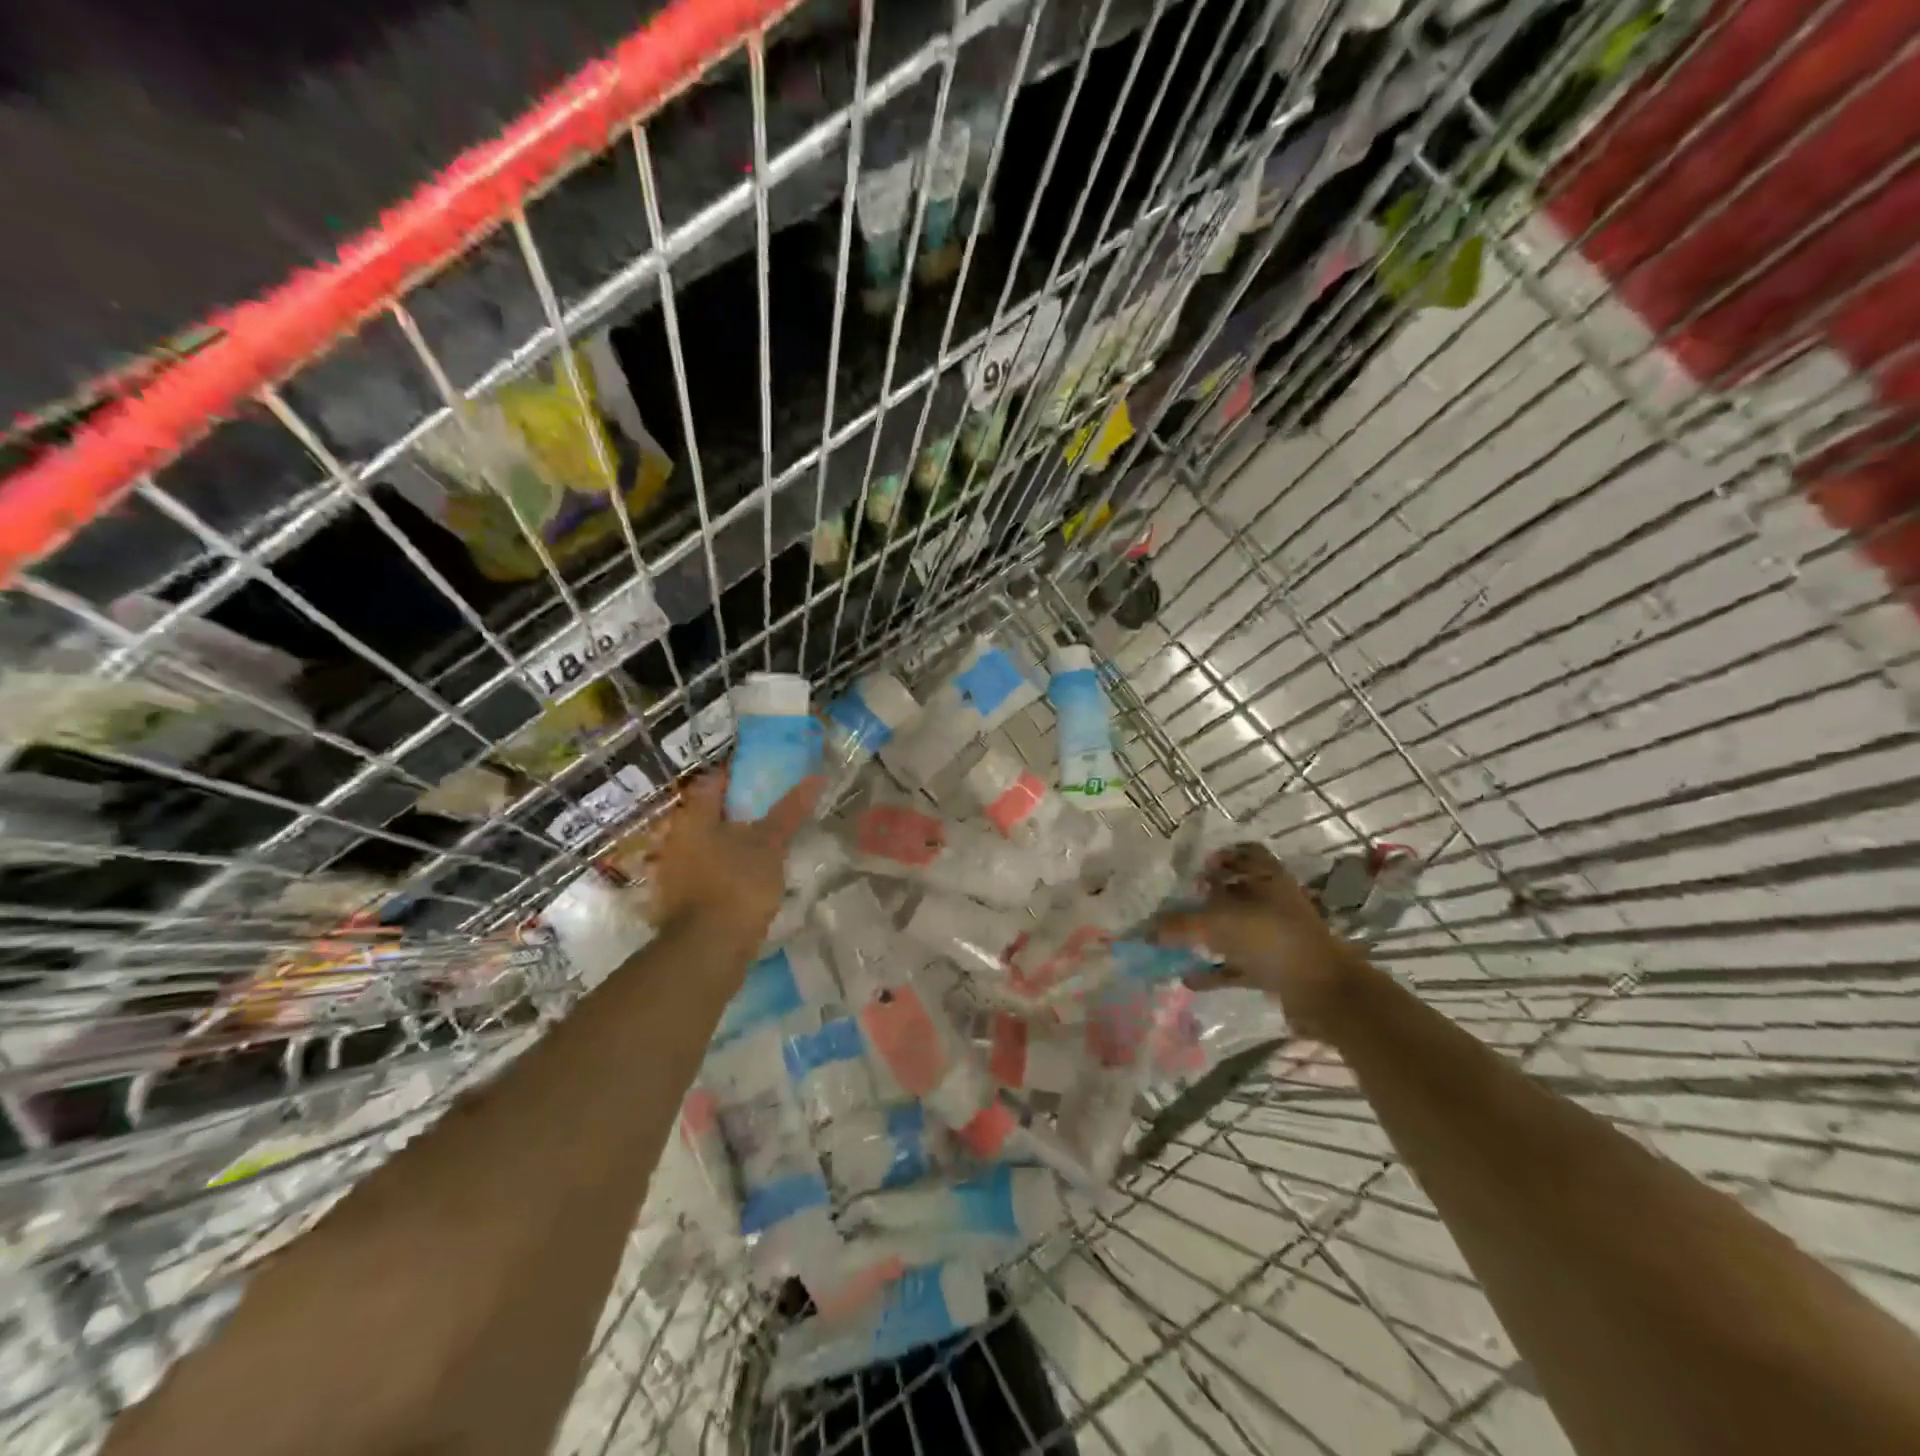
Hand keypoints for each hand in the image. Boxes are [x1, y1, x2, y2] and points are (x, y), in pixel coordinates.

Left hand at [618, 770, 821, 954]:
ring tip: (761, 845)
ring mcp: (673, 871)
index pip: (711, 782)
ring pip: (703, 844)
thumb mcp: (770, 845)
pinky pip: (702, 871)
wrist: (706, 950)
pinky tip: (744, 876)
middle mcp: (676, 838)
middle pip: (706, 814)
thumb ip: (789, 812)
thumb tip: (814, 778)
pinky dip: (722, 868)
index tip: (761, 779)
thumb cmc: (737, 885)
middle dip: (732, 811)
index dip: (735, 776)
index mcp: (694, 818)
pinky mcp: (678, 899)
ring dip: (727, 842)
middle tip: (766, 811)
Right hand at [1152, 842, 1364, 1034]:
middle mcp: (1273, 901)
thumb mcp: (1220, 924)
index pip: (1245, 852)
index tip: (1192, 869)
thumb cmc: (1273, 940)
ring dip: (1207, 936)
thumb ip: (1180, 924)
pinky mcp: (1275, 968)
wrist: (1326, 994)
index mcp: (1267, 877)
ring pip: (1235, 929)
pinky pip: (1237, 964)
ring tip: (1175, 942)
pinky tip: (1189, 978)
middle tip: (1175, 906)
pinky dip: (1214, 970)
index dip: (1221, 856)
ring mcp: (1276, 936)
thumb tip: (1146, 928)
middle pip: (1236, 892)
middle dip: (1204, 899)